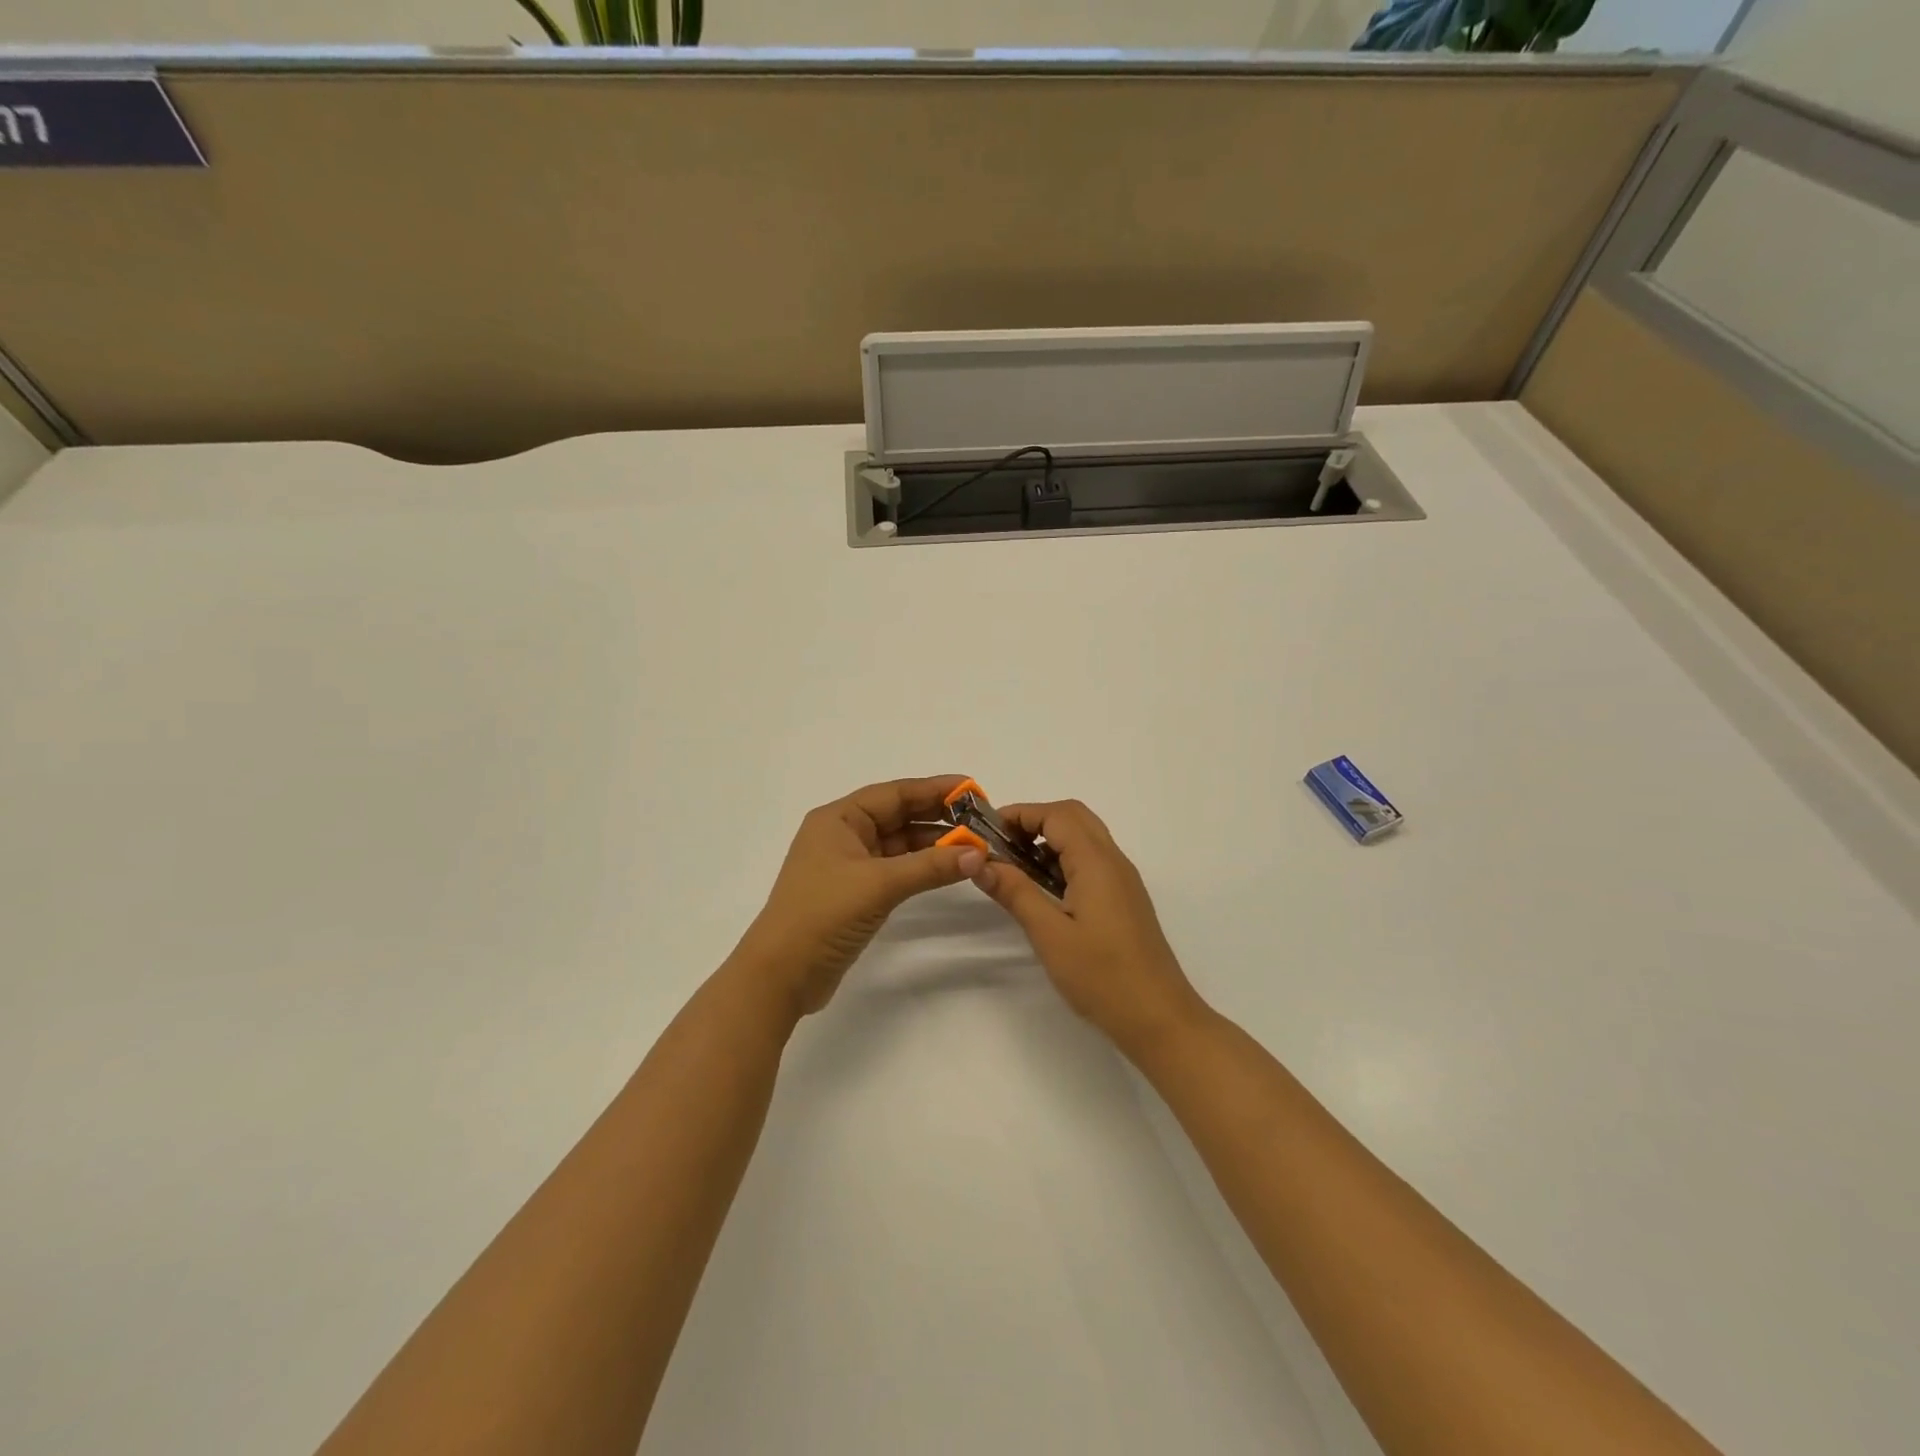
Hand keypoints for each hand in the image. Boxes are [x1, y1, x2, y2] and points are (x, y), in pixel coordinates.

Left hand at [735, 776, 985, 1015]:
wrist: (781, 974)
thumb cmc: (823, 915)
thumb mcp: (879, 884)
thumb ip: (930, 866)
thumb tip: (978, 853)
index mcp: (839, 819)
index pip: (894, 793)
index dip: (934, 789)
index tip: (972, 790)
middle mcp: (843, 835)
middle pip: (898, 816)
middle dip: (938, 816)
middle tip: (981, 818)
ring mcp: (849, 865)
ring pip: (899, 844)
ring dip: (933, 844)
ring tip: (974, 845)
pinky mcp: (855, 893)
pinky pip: (895, 868)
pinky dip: (921, 867)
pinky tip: (948, 868)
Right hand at [969, 800, 1209, 1056]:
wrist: (1159, 1018)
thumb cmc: (1102, 976)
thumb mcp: (1050, 934)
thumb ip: (1016, 892)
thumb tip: (980, 862)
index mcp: (1097, 862)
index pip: (1057, 814)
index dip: (1020, 814)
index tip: (986, 831)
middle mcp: (1114, 861)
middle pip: (1073, 818)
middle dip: (1034, 822)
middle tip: (1000, 846)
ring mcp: (1122, 881)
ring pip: (1083, 839)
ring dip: (1048, 841)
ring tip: (1014, 868)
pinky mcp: (1124, 900)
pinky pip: (1091, 862)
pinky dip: (1063, 861)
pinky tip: (1043, 891)